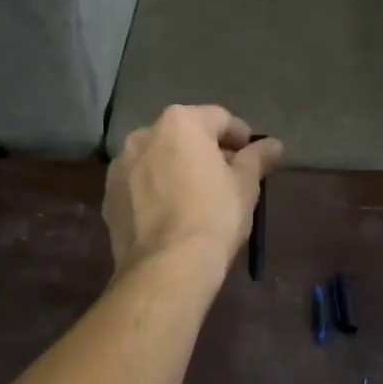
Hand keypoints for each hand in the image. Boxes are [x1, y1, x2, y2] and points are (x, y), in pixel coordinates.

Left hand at [104, 106, 283, 272]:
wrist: (167, 266)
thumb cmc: (214, 215)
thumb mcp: (245, 185)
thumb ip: (257, 158)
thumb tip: (273, 144)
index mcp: (180, 123)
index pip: (219, 118)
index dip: (240, 136)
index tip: (253, 157)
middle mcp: (144, 134)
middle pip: (184, 135)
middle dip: (205, 151)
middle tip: (226, 177)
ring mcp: (120, 166)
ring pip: (157, 159)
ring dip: (176, 169)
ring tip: (195, 197)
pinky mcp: (108, 196)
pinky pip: (139, 185)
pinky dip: (155, 191)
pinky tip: (170, 215)